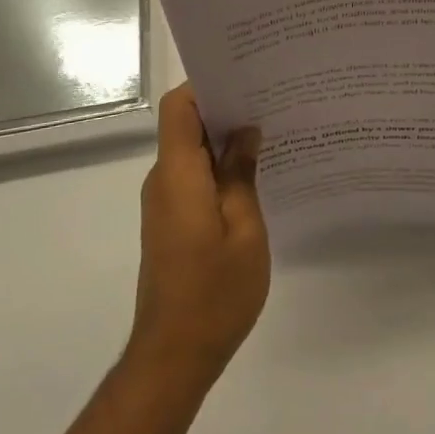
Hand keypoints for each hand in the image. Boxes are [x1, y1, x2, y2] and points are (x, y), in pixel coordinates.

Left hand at [127, 85, 269, 391]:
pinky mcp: (170, 221)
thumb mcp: (245, 230)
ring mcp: (164, 202)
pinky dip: (218, 167)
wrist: (173, 356)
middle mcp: (163, 180)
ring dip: (224, 139)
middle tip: (271, 99)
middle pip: (185, 124)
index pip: (179, 107)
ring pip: (190, 151)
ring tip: (270, 131)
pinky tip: (254, 173)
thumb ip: (241, 175)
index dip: (206, 84)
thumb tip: (245, 132)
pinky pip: (192, 176)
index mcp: (178, 174)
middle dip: (224, 107)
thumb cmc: (215, 293)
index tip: (245, 77)